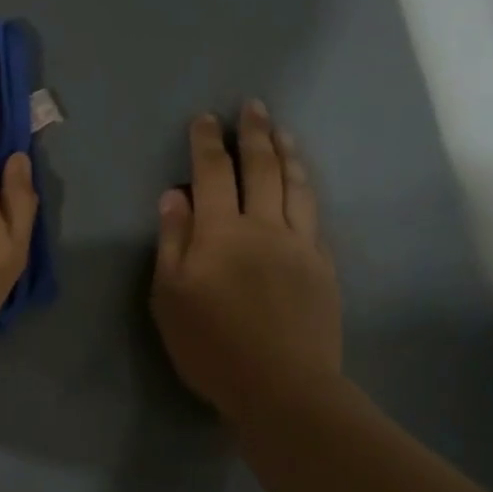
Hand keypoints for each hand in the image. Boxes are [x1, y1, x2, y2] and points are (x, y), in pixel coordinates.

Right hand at [152, 102, 341, 425]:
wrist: (282, 384)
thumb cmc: (210, 344)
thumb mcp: (169, 297)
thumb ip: (173, 242)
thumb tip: (173, 196)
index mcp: (221, 232)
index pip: (212, 175)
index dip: (207, 144)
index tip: (205, 119)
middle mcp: (264, 226)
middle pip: (261, 169)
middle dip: (254, 134)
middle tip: (253, 107)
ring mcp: (300, 244)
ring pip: (296, 186)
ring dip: (287, 153)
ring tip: (282, 132)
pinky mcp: (322, 266)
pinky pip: (314, 215)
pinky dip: (306, 190)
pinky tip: (304, 185)